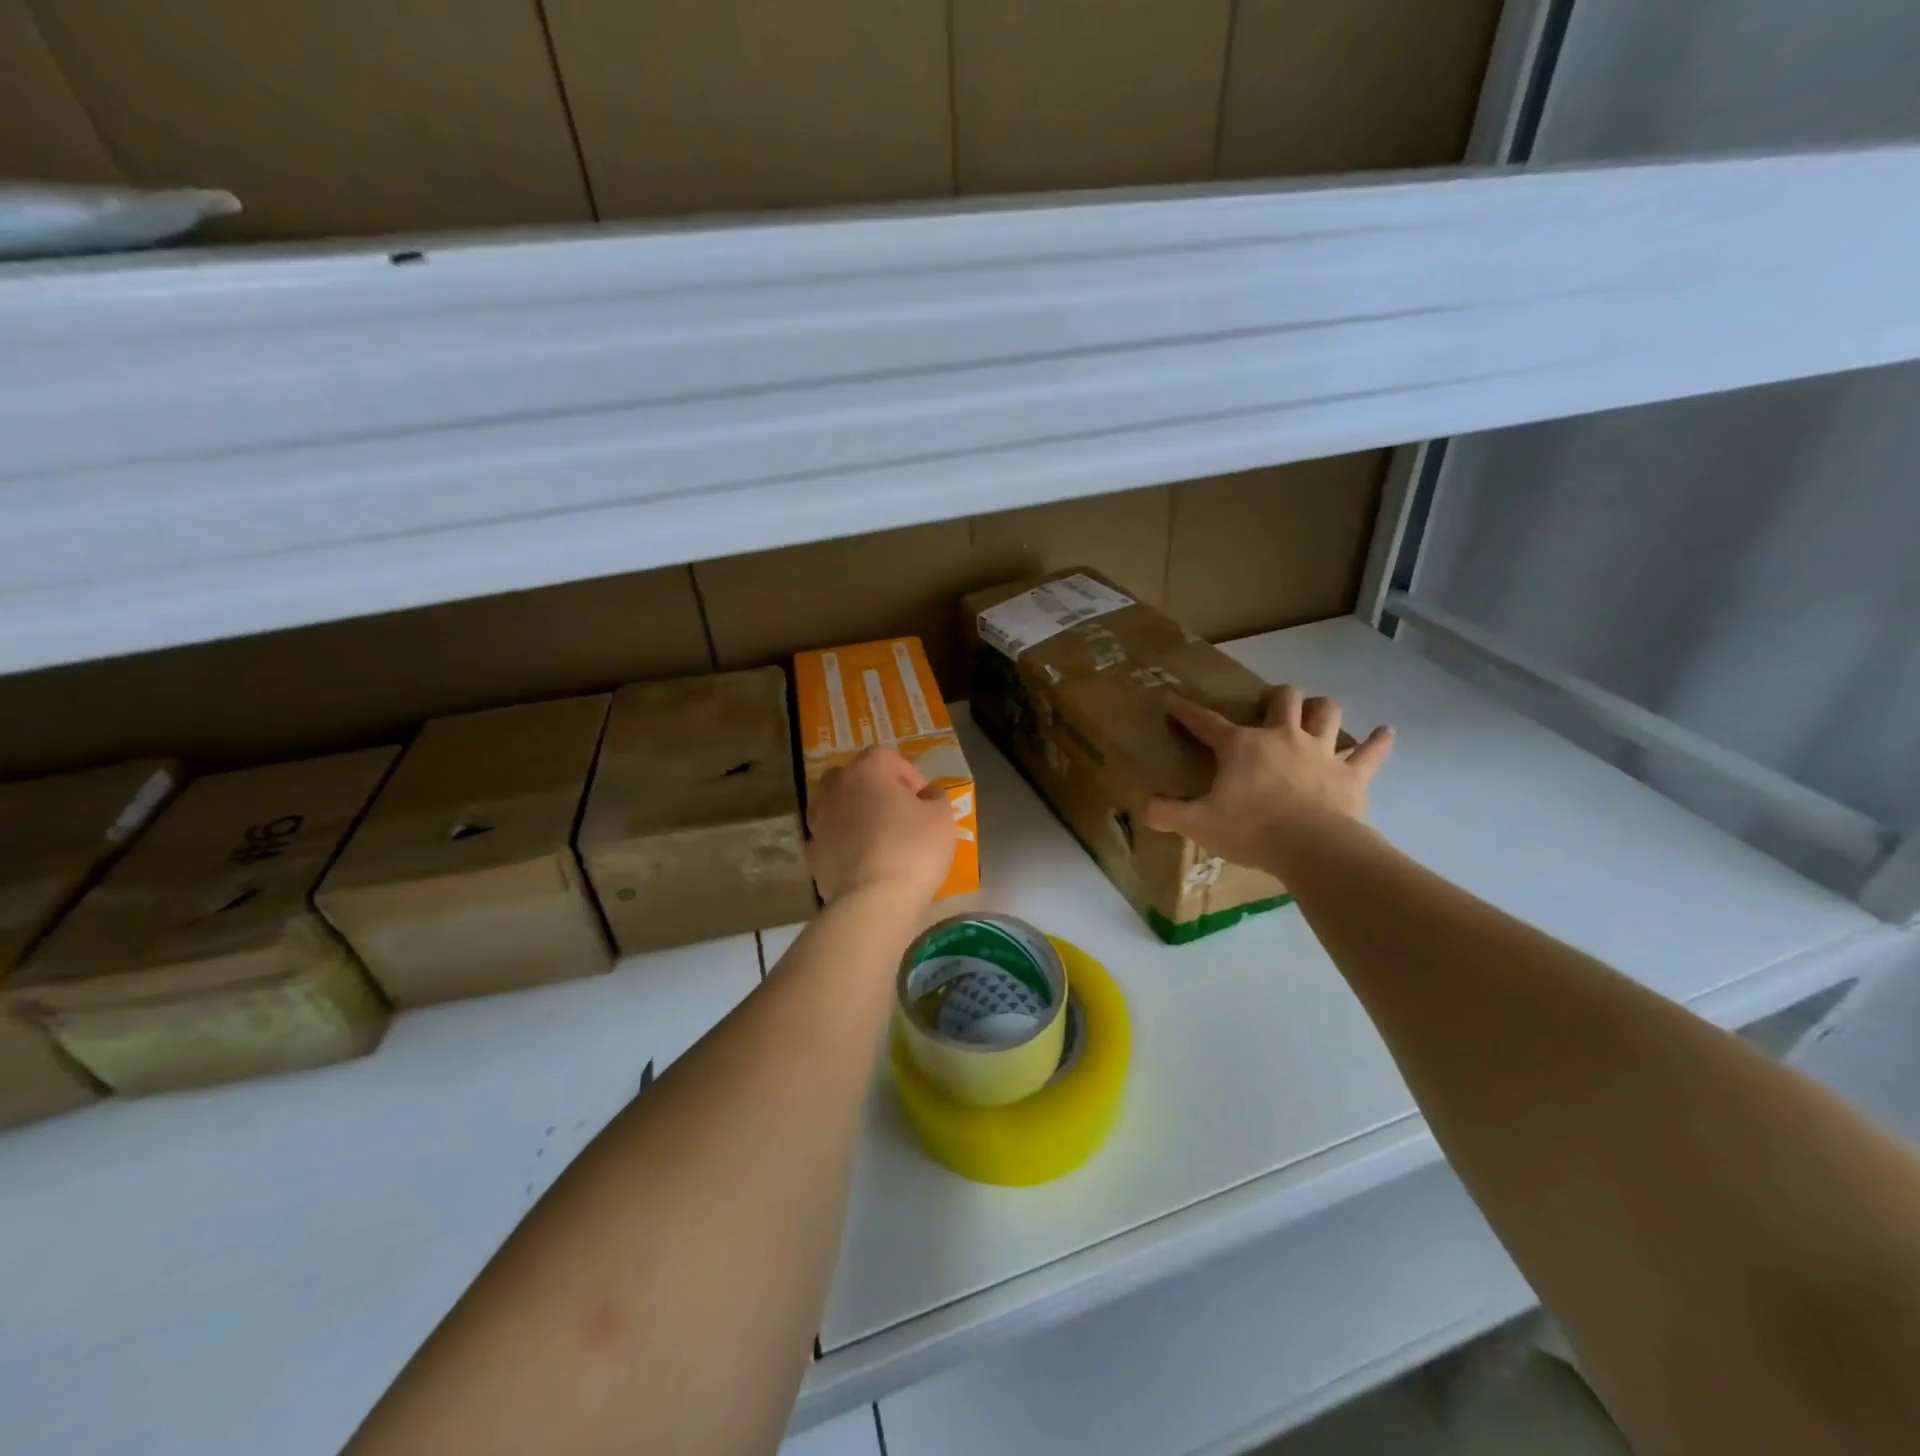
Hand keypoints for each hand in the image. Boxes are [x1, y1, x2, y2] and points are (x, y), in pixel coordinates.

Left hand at [808, 747, 956, 905]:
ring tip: (879, 839)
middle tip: (898, 814)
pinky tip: (864, 863)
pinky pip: (831, 838)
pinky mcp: (812, 853)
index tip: (924, 801)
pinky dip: (845, 843)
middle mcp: (835, 788)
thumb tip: (927, 795)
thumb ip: (936, 798)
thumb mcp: (942, 818)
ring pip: (837, 807)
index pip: (886, 757)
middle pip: (854, 777)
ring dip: (856, 815)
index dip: (909, 776)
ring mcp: (818, 821)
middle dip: (875, 791)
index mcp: (866, 771)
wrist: (872, 901)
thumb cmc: (912, 850)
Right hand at [1144, 687, 1393, 872]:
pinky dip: (1379, 741)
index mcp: (1241, 746)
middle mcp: (1282, 737)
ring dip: (1322, 709)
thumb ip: (1168, 814)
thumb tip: (1144, 809)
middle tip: (1271, 706)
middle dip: (1276, 697)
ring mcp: (1320, 752)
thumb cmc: (1251, 830)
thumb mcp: (1198, 824)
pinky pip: (1371, 752)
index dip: (1187, 712)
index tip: (1174, 702)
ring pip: (1327, 713)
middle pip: (1283, 700)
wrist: (1312, 848)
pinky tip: (1386, 732)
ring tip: (1318, 712)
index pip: (1205, 722)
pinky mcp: (1351, 774)